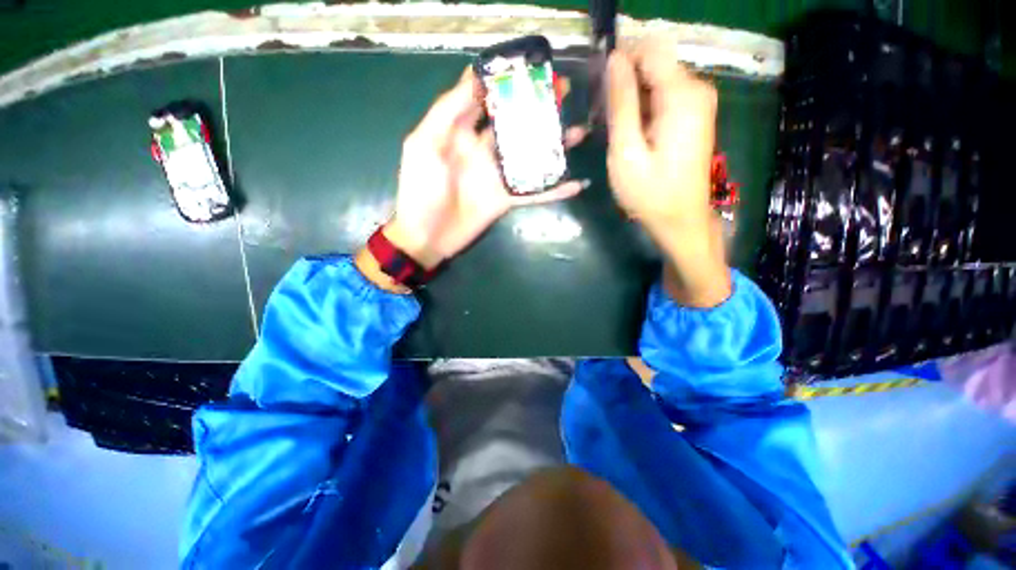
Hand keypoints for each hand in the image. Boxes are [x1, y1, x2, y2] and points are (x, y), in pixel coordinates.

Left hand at [382, 68, 587, 271]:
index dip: (504, 80)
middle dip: (538, 107)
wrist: (428, 236)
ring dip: (554, 145)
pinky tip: (576, 184)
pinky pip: (534, 192)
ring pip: (530, 155)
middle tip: (565, 92)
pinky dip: (554, 190)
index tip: (529, 65)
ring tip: (579, 131)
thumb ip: (447, 112)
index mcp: (461, 131)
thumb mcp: (424, 145)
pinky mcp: (507, 199)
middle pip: (515, 123)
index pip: (485, 98)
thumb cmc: (421, 190)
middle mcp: (483, 149)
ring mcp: (498, 175)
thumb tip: (474, 76)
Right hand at [606, 39, 729, 307]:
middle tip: (603, 120)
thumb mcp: (626, 151)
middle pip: (653, 64)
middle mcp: (696, 89)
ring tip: (615, 133)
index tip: (598, 89)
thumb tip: (614, 59)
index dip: (620, 60)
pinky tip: (630, 136)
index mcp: (682, 94)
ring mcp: (697, 102)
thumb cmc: (650, 193)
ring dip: (630, 99)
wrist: (680, 220)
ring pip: (655, 81)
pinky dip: (642, 109)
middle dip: (623, 83)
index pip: (649, 49)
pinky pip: (662, 97)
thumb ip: (621, 103)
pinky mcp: (693, 116)